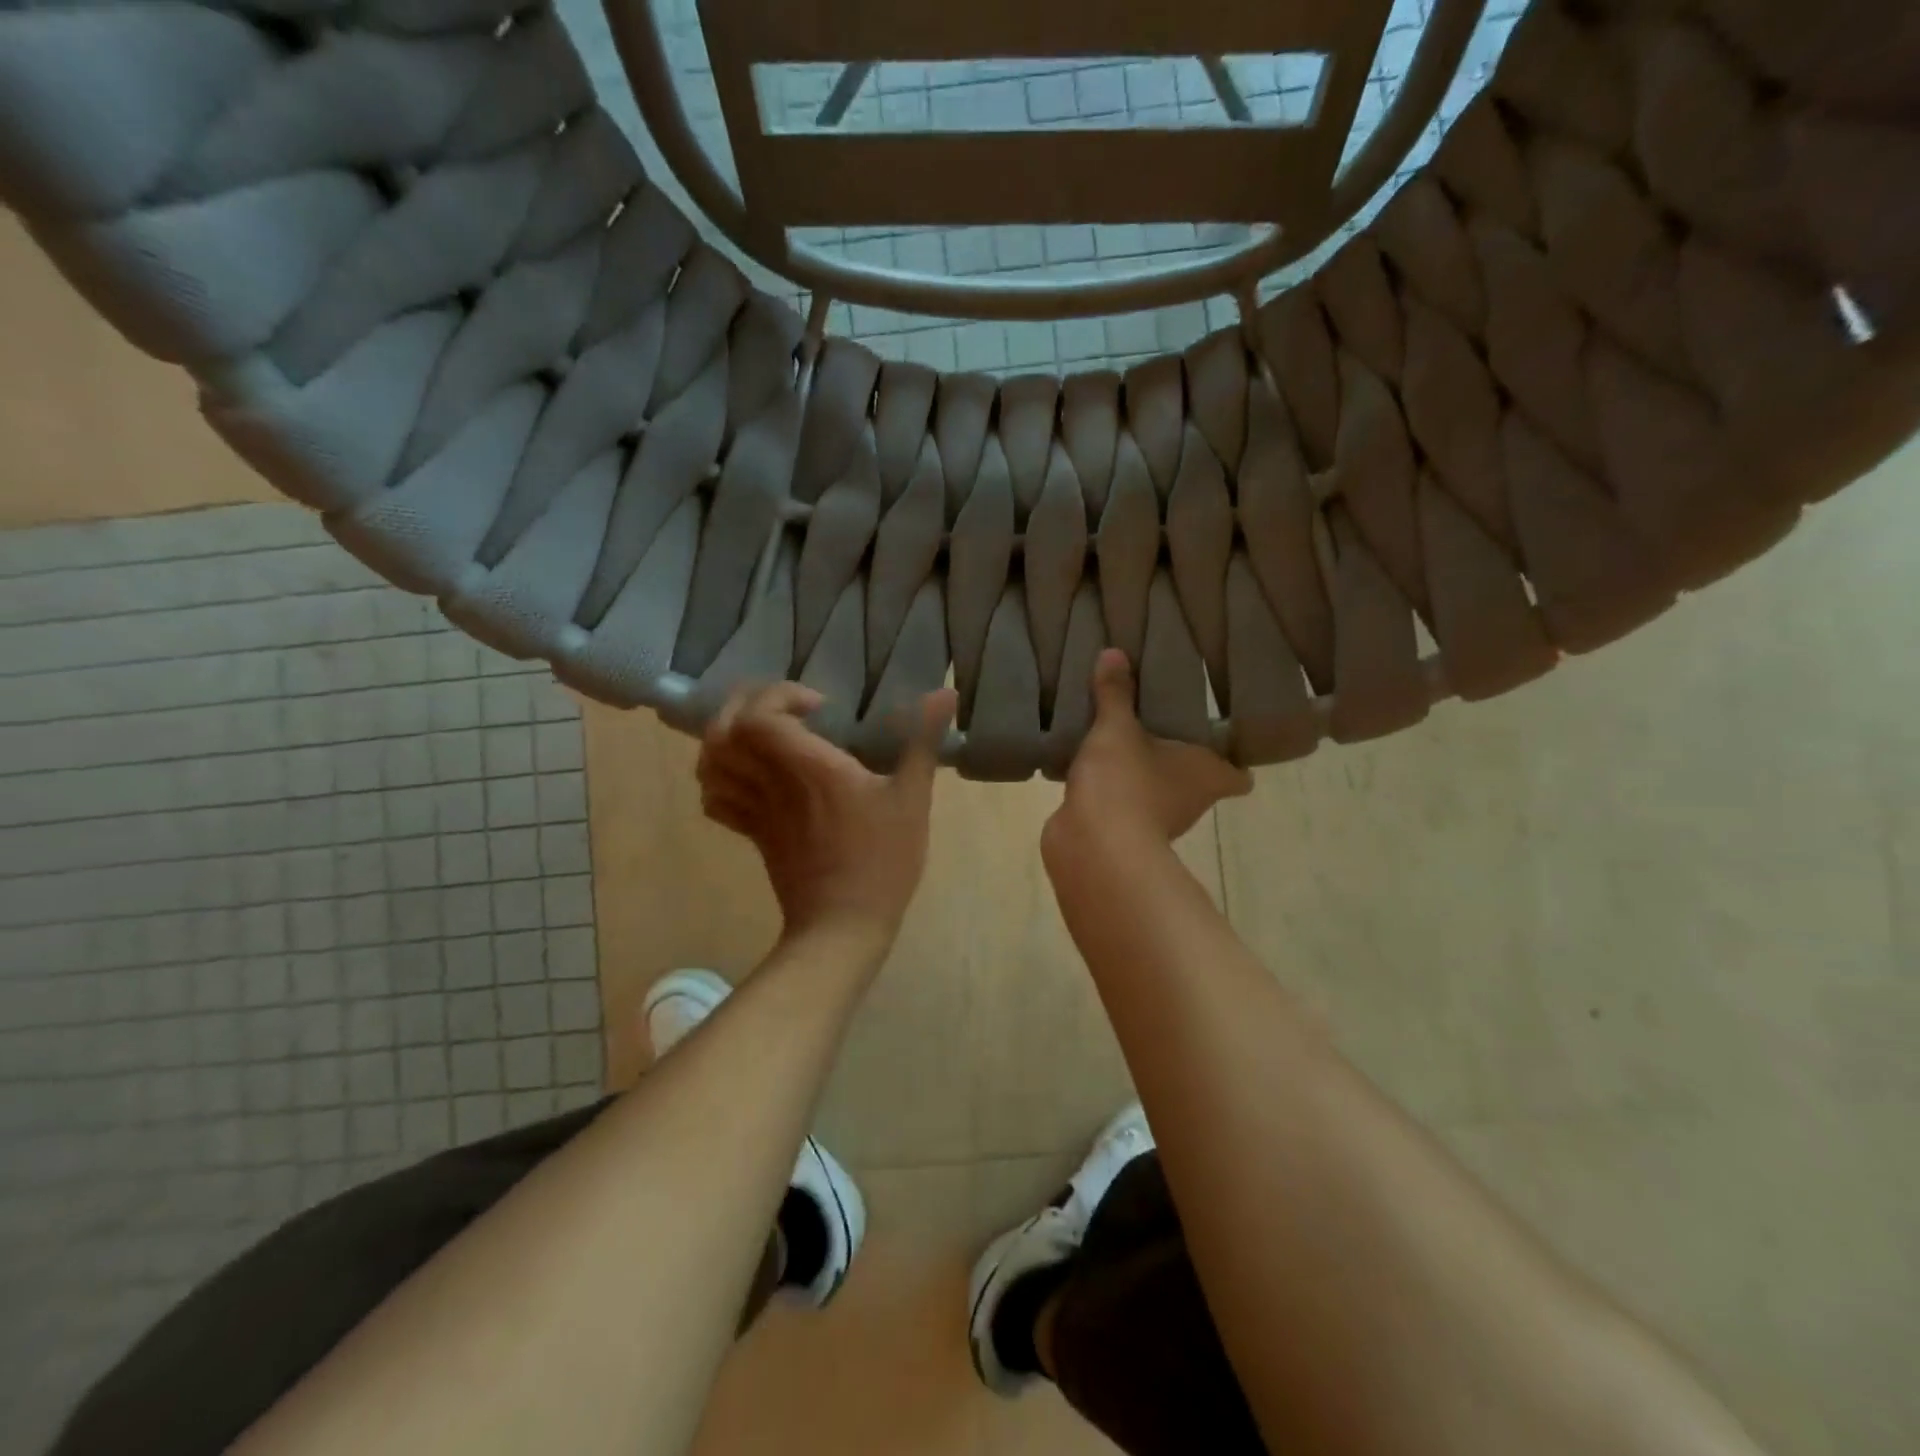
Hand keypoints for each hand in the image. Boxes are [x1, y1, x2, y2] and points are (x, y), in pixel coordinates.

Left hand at [698, 682, 957, 951]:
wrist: (843, 926)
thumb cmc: (882, 859)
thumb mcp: (912, 797)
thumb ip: (922, 740)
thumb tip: (946, 691)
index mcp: (807, 767)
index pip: (759, 714)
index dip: (778, 695)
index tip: (818, 705)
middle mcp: (771, 782)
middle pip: (723, 731)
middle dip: (743, 705)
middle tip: (780, 708)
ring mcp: (756, 811)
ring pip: (711, 764)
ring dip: (726, 738)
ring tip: (760, 735)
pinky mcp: (753, 835)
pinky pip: (716, 799)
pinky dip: (720, 779)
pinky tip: (748, 774)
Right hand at [1047, 649, 1250, 859]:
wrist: (1091, 847)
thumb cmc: (1124, 781)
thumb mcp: (1117, 727)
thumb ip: (1116, 694)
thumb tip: (1114, 652)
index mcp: (1207, 775)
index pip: (1240, 776)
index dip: (1235, 761)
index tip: (1220, 739)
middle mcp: (1192, 802)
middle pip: (1198, 781)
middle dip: (1182, 760)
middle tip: (1164, 726)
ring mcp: (1158, 823)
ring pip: (1160, 794)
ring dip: (1146, 776)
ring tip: (1124, 743)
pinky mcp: (1124, 836)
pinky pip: (1125, 806)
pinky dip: (1115, 793)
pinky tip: (1095, 771)